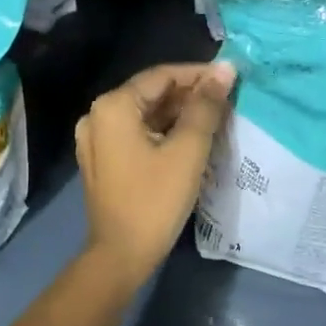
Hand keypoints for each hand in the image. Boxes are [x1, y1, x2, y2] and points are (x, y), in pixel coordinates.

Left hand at [77, 61, 234, 280]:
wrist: (121, 255)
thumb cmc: (155, 199)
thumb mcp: (188, 150)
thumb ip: (206, 106)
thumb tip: (225, 70)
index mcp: (113, 106)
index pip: (162, 76)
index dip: (198, 75)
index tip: (230, 79)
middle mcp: (97, 115)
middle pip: (151, 94)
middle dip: (189, 96)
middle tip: (227, 101)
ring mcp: (95, 139)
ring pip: (145, 114)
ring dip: (178, 114)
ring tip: (215, 119)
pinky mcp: (101, 159)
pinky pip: (136, 133)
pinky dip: (163, 132)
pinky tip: (190, 139)